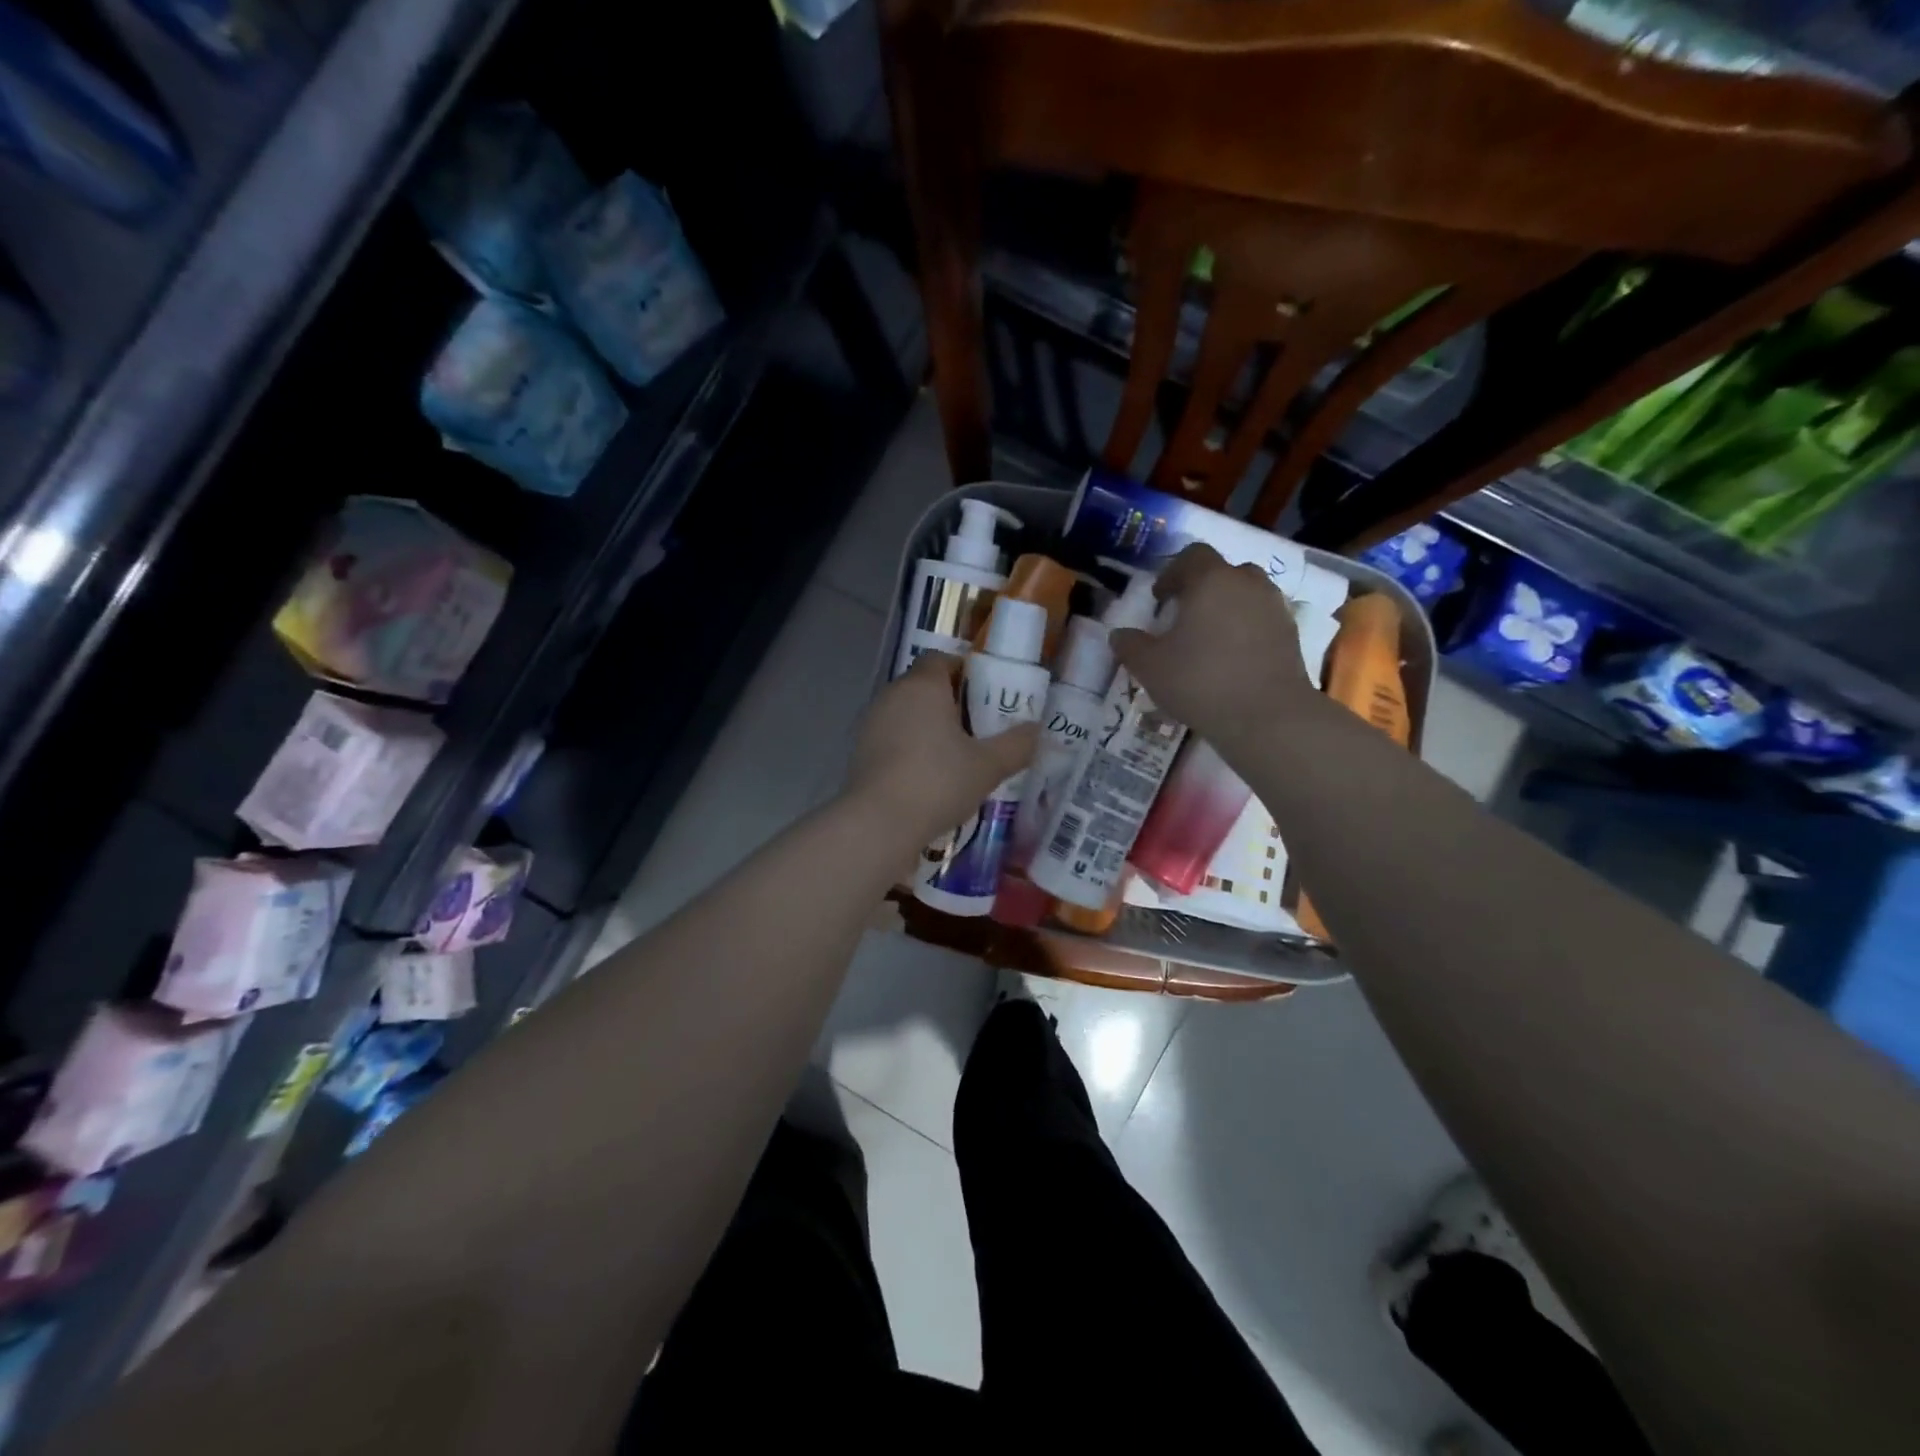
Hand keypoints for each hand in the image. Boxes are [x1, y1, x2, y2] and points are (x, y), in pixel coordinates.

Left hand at [846, 651, 1040, 843]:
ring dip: (929, 728)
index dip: (965, 671)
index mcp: (923, 686)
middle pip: (924, 686)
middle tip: (980, 727)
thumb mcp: (988, 766)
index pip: (941, 659)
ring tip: (957, 756)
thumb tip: (1037, 731)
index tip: (987, 694)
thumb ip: (1017, 745)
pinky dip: (910, 749)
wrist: (878, 824)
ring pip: (907, 714)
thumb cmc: (937, 782)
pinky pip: (893, 739)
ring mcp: (871, 724)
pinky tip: (929, 777)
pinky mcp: (860, 753)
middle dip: (951, 702)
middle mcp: (892, 696)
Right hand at [1109, 543, 1314, 745]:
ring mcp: (1275, 608)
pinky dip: (1248, 630)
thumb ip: (1130, 646)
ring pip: (1247, 595)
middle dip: (1203, 589)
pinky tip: (1233, 660)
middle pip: (1224, 572)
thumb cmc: (1201, 681)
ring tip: (1210, 640)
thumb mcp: (1150, 667)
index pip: (1192, 555)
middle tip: (1184, 617)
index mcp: (1211, 580)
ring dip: (1228, 609)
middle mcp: (1248, 584)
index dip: (1172, 572)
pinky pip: (1263, 620)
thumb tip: (1120, 635)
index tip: (1159, 599)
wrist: (1267, 716)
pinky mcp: (1292, 635)